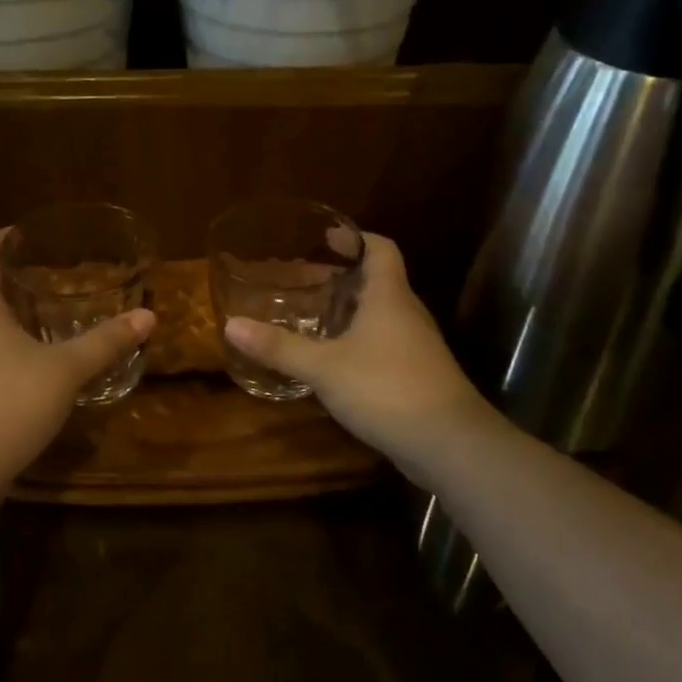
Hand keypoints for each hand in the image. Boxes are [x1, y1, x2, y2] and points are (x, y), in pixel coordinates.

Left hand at [0, 230, 154, 505]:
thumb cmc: (7, 404)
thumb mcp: (66, 370)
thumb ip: (106, 342)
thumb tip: (147, 316)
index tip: (22, 232)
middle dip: (14, 280)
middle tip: (53, 277)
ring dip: (12, 317)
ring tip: (50, 318)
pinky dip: (7, 347)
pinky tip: (35, 366)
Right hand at [223, 234, 494, 474]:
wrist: (449, 443)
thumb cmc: (386, 388)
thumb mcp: (324, 367)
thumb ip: (280, 347)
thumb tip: (231, 324)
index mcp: (388, 297)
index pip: (381, 248)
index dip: (356, 238)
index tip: (326, 238)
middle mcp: (406, 314)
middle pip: (378, 281)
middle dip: (343, 277)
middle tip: (304, 281)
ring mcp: (416, 346)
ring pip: (381, 315)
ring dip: (350, 311)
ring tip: (313, 317)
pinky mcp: (417, 375)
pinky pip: (384, 344)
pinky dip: (358, 341)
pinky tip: (334, 360)